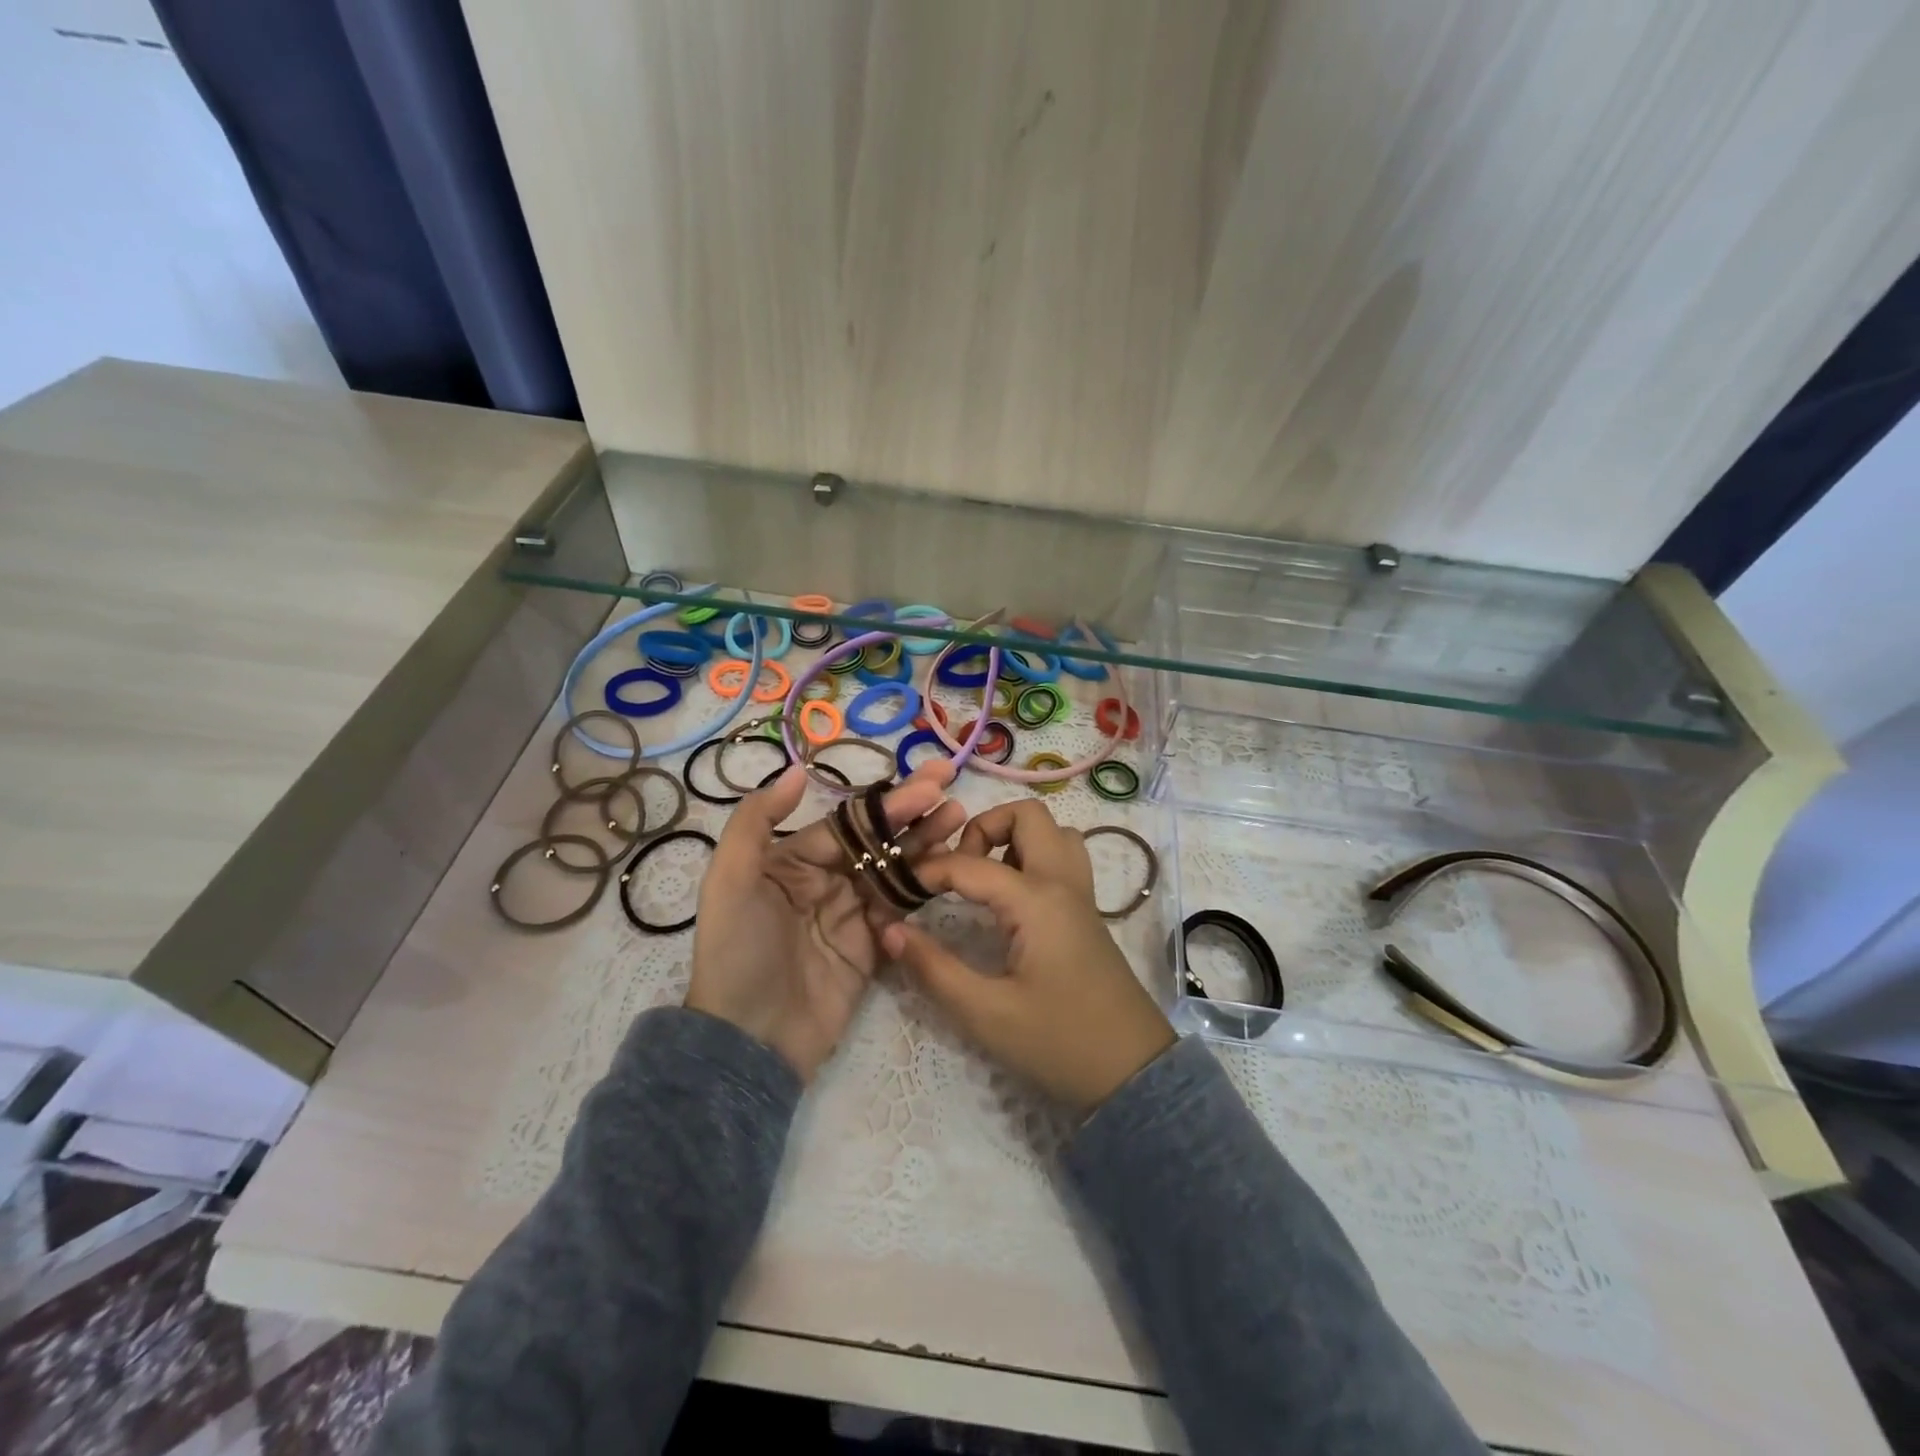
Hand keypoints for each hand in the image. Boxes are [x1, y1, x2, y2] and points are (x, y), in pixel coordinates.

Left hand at [687, 759, 964, 1080]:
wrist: (751, 1039)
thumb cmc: (737, 951)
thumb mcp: (730, 881)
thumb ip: (756, 822)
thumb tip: (797, 771)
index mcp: (792, 860)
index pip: (848, 823)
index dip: (887, 803)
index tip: (928, 783)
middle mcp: (825, 880)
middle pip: (876, 839)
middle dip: (912, 811)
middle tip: (949, 783)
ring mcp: (851, 913)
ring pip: (894, 868)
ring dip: (925, 841)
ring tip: (959, 817)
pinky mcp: (872, 946)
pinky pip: (901, 907)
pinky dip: (924, 885)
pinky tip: (951, 864)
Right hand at [881, 800, 1174, 1114]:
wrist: (1134, 1072)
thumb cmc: (1060, 1043)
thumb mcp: (986, 1014)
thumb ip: (934, 969)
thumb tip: (889, 929)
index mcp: (1037, 900)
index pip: (970, 864)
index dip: (928, 869)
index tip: (898, 888)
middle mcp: (1062, 883)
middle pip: (1028, 815)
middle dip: (984, 827)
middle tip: (957, 868)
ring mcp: (1081, 895)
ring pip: (1053, 832)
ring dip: (1015, 838)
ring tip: (985, 878)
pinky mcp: (1087, 912)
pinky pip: (1063, 858)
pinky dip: (1033, 857)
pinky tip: (1010, 900)